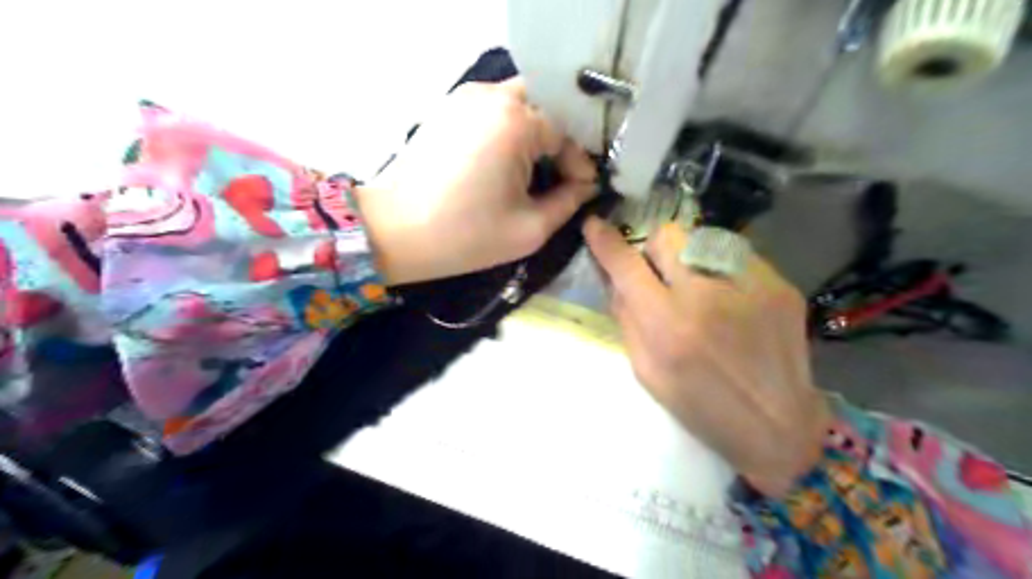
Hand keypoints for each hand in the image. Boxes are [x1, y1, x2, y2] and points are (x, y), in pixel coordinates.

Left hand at [355, 77, 596, 285]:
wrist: (394, 232)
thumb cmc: (465, 236)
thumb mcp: (529, 229)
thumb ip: (569, 202)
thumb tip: (587, 185)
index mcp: (516, 122)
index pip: (567, 131)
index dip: (579, 163)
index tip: (581, 190)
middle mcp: (492, 96)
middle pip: (546, 105)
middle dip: (561, 138)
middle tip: (562, 173)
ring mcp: (465, 97)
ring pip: (519, 101)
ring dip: (535, 131)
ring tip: (536, 168)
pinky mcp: (447, 108)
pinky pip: (492, 107)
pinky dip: (509, 128)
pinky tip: (506, 161)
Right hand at [578, 218, 827, 497]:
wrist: (778, 426)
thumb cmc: (702, 407)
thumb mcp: (647, 372)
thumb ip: (627, 319)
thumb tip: (616, 279)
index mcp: (668, 326)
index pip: (626, 265)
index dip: (605, 241)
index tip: (595, 225)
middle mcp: (707, 297)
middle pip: (668, 235)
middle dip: (655, 248)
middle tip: (662, 274)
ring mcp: (749, 286)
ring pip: (704, 239)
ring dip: (691, 259)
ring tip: (702, 291)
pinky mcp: (780, 285)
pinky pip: (737, 256)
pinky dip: (722, 270)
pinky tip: (731, 300)